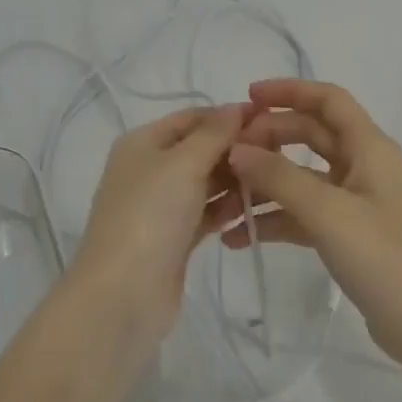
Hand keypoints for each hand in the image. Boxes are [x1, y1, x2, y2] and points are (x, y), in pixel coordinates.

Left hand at [69, 104, 247, 351]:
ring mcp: (160, 206)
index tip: (269, 119)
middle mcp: (149, 169)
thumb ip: (214, 134)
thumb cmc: (150, 215)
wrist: (123, 294)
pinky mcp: (173, 238)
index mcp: (142, 142)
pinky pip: (205, 212)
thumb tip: (237, 106)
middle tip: (278, 152)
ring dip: (234, 179)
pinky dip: (225, 208)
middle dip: (235, 149)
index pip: (191, 117)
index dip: (227, 115)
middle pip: (199, 149)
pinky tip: (251, 210)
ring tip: (271, 180)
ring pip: (204, 182)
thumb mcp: (183, 164)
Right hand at [227, 79, 401, 370]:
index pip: (328, 99)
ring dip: (266, 181)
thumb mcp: (329, 212)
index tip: (248, 97)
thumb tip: (237, 149)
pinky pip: (305, 212)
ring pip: (303, 175)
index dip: (289, 91)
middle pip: (311, 134)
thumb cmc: (386, 259)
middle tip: (228, 151)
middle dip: (269, 137)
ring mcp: (357, 202)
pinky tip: (240, 236)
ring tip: (224, 196)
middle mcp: (364, 166)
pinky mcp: (350, 235)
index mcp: (370, 147)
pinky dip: (276, 218)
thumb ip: (279, 177)